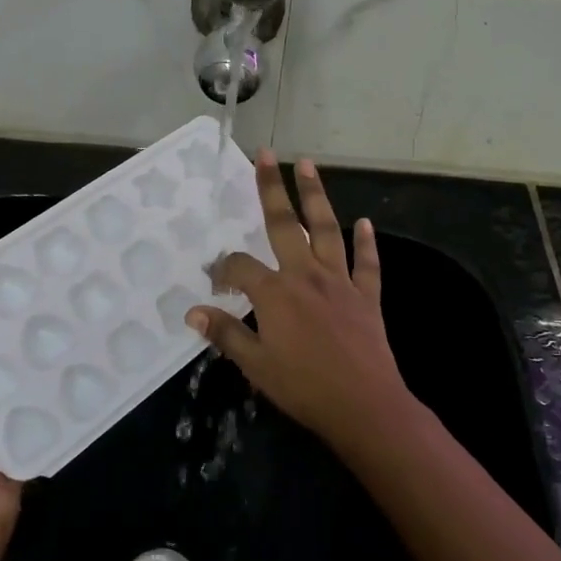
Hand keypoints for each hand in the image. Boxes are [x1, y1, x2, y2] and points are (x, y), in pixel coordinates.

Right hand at [188, 152, 413, 448]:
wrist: (365, 406)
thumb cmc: (304, 387)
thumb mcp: (256, 365)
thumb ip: (225, 334)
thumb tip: (193, 311)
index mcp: (275, 293)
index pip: (240, 266)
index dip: (222, 269)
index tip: (215, 281)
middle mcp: (305, 275)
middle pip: (283, 224)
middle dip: (271, 188)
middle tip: (266, 154)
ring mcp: (339, 282)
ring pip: (325, 229)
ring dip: (316, 196)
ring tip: (308, 165)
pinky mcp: (366, 296)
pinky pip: (366, 263)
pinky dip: (366, 242)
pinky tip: (365, 223)